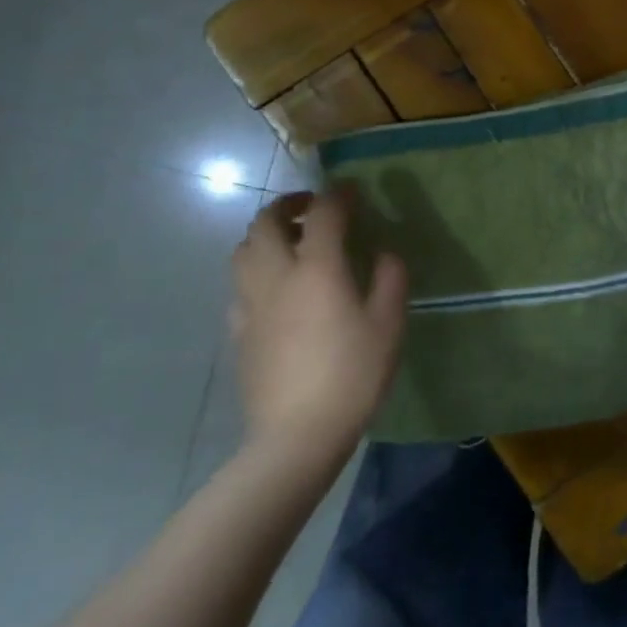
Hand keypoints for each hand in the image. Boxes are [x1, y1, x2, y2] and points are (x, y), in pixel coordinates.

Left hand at [231, 188, 407, 461]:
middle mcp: (276, 276)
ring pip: (242, 250)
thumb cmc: (352, 375)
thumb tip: (384, 253)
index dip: (337, 195)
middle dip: (287, 205)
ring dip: (265, 235)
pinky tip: (275, 288)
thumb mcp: (388, 325)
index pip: (322, 214)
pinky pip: (239, 285)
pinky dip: (255, 270)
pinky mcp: (237, 331)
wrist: (296, 436)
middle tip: (312, 208)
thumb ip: (389, 279)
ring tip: (291, 243)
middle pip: (265, 222)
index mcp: (317, 268)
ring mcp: (250, 304)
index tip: (352, 191)